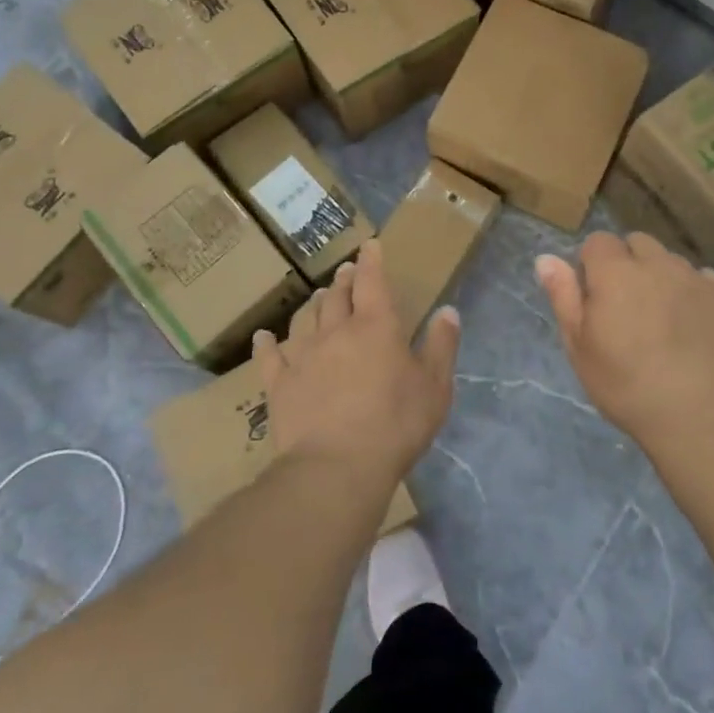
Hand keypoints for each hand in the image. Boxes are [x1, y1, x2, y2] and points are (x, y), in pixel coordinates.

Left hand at [254, 240, 459, 491]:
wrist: (336, 467)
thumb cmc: (395, 424)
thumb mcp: (435, 386)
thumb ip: (441, 346)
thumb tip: (448, 310)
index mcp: (376, 326)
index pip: (372, 281)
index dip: (372, 260)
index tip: (370, 245)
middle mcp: (336, 330)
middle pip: (336, 295)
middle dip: (343, 280)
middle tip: (346, 272)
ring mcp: (303, 356)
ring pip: (305, 318)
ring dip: (313, 304)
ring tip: (316, 298)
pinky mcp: (279, 383)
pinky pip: (269, 356)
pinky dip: (267, 343)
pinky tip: (264, 337)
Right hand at [535, 232, 713, 451]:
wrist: (701, 417)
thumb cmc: (627, 386)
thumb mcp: (580, 347)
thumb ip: (563, 296)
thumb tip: (546, 258)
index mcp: (616, 272)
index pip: (598, 241)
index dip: (592, 265)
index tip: (595, 298)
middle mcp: (657, 264)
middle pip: (637, 243)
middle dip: (628, 263)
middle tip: (628, 306)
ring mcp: (696, 278)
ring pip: (671, 261)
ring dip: (661, 277)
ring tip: (662, 319)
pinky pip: (704, 279)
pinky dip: (693, 293)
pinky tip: (692, 326)